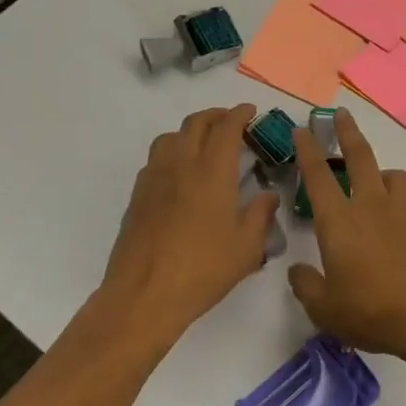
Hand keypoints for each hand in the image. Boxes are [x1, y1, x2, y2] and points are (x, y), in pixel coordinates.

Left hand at [98, 105, 280, 358]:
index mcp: (212, 171)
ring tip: (204, 143)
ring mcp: (154, 178)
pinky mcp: (138, 195)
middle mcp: (181, 164)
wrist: (144, 295)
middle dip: (216, 116)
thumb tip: (268, 195)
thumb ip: (261, 215)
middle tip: (231, 122)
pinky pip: (156, 159)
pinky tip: (181, 174)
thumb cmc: (203, 269)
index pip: (226, 127)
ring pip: (171, 137)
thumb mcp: (246, 247)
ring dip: (190, 131)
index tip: (250, 111)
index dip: (239, 114)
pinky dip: (173, 152)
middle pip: (196, 123)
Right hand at [288, 109, 405, 370]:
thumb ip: (306, 286)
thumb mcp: (325, 310)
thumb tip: (298, 271)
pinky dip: (402, 209)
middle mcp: (372, 207)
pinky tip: (400, 234)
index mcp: (340, 222)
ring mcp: (405, 214)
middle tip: (341, 115)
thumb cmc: (373, 313)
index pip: (318, 176)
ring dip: (382, 172)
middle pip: (360, 157)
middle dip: (347, 132)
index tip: (302, 129)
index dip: (307, 150)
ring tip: (377, 184)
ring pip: (394, 176)